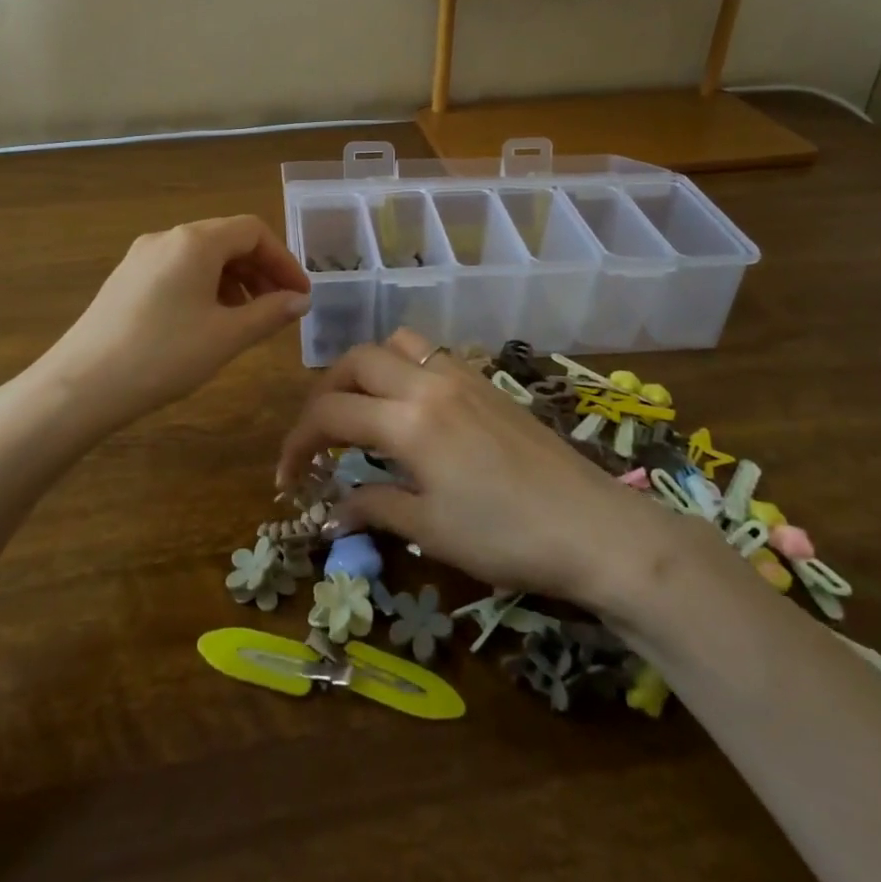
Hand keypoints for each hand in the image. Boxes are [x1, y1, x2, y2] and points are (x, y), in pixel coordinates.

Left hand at [36, 216, 309, 429]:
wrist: (81, 386)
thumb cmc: (163, 356)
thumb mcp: (226, 336)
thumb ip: (269, 313)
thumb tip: (299, 300)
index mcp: (195, 242)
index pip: (253, 232)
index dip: (284, 260)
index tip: (300, 295)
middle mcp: (167, 238)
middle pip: (227, 240)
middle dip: (260, 270)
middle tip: (279, 307)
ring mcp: (141, 257)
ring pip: (201, 256)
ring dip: (234, 280)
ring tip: (246, 318)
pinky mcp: (125, 279)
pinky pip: (178, 270)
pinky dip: (205, 287)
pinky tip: (207, 322)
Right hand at [277, 328, 714, 614]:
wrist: (592, 527)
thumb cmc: (505, 537)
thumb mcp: (430, 529)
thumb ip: (374, 506)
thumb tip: (333, 509)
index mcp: (407, 420)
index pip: (330, 413)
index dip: (298, 442)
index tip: (288, 475)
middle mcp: (428, 383)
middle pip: (356, 361)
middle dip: (326, 393)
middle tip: (320, 434)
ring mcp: (462, 375)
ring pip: (397, 344)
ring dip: (367, 368)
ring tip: (363, 408)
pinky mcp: (487, 382)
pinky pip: (431, 354)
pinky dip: (404, 368)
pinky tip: (412, 408)